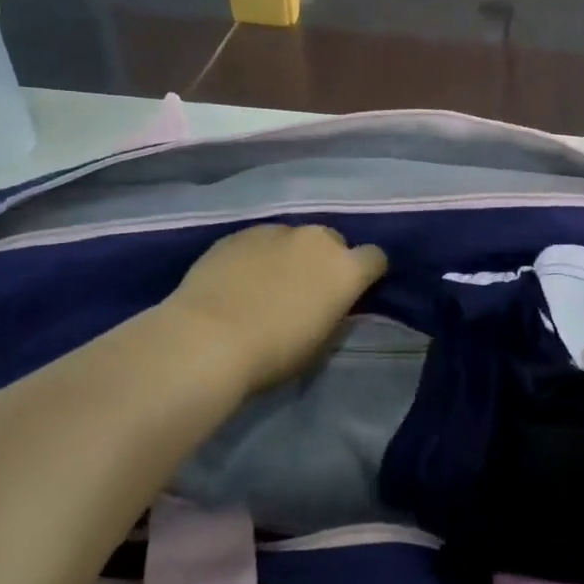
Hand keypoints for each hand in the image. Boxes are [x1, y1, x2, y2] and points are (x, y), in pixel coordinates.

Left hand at [160, 225, 386, 398]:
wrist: (208, 339)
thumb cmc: (273, 353)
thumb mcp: (320, 342)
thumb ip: (334, 312)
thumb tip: (332, 303)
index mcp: (346, 269)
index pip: (375, 258)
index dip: (367, 274)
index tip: (352, 291)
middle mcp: (317, 240)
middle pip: (333, 241)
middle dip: (326, 260)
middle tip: (306, 289)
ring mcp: (276, 231)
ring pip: (294, 238)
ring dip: (290, 255)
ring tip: (266, 283)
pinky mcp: (239, 234)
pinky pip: (259, 240)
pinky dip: (256, 255)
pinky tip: (237, 279)